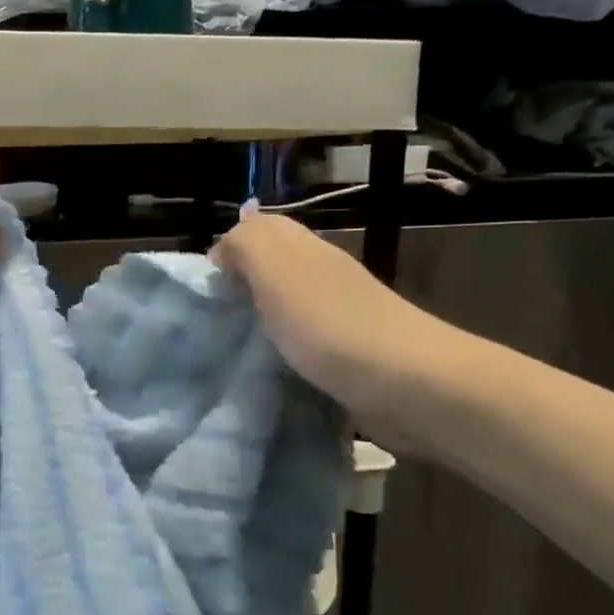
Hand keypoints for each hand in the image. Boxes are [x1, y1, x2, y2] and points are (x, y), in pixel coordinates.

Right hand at [212, 207, 450, 433]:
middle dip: (240, 283)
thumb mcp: (277, 271)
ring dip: (259, 319)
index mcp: (305, 250)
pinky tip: (264, 367)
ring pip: (286, 304)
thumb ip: (246, 246)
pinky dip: (279, 349)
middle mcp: (323, 274)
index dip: (230, 246)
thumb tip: (224, 248)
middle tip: (210, 315)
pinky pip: (301, 341)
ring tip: (228, 342)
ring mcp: (338, 315)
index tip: (204, 284)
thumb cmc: (330, 324)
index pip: (262, 229)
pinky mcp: (346, 354)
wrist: (409, 385)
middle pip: (273, 267)